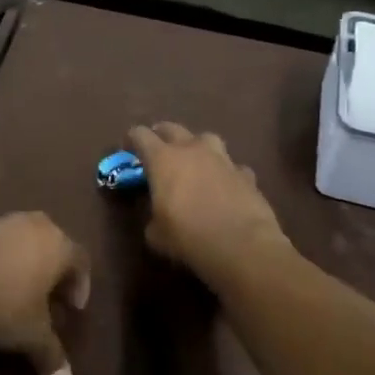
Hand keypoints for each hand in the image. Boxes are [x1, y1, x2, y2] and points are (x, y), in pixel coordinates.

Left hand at [0, 213, 89, 374]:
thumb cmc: (6, 306)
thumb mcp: (33, 336)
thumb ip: (52, 357)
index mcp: (57, 245)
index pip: (80, 259)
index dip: (80, 285)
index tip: (72, 309)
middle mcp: (31, 226)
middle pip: (48, 247)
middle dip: (47, 276)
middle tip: (45, 303)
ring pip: (16, 249)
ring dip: (16, 276)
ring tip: (6, 310)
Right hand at [126, 123, 288, 288]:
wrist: (242, 246)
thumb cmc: (189, 237)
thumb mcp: (156, 234)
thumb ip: (152, 217)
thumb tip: (157, 218)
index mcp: (163, 159)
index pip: (140, 134)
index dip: (132, 139)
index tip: (128, 149)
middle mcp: (192, 149)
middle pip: (171, 128)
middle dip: (161, 135)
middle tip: (157, 150)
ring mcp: (222, 158)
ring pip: (205, 138)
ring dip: (196, 146)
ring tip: (194, 162)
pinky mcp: (246, 173)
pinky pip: (231, 166)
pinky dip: (225, 173)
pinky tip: (225, 187)